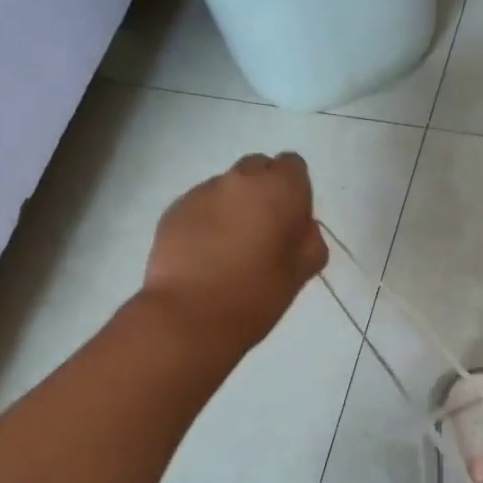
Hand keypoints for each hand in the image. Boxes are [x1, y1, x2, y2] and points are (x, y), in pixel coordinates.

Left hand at [143, 152, 328, 352]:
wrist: (190, 316)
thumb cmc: (256, 296)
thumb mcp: (301, 273)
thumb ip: (309, 241)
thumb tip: (300, 227)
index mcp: (278, 190)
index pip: (293, 166)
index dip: (295, 193)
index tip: (290, 225)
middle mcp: (239, 179)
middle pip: (258, 168)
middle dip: (263, 193)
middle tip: (262, 235)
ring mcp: (202, 192)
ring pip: (227, 188)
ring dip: (233, 207)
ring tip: (228, 251)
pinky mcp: (174, 209)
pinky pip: (200, 205)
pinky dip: (207, 221)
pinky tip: (205, 256)